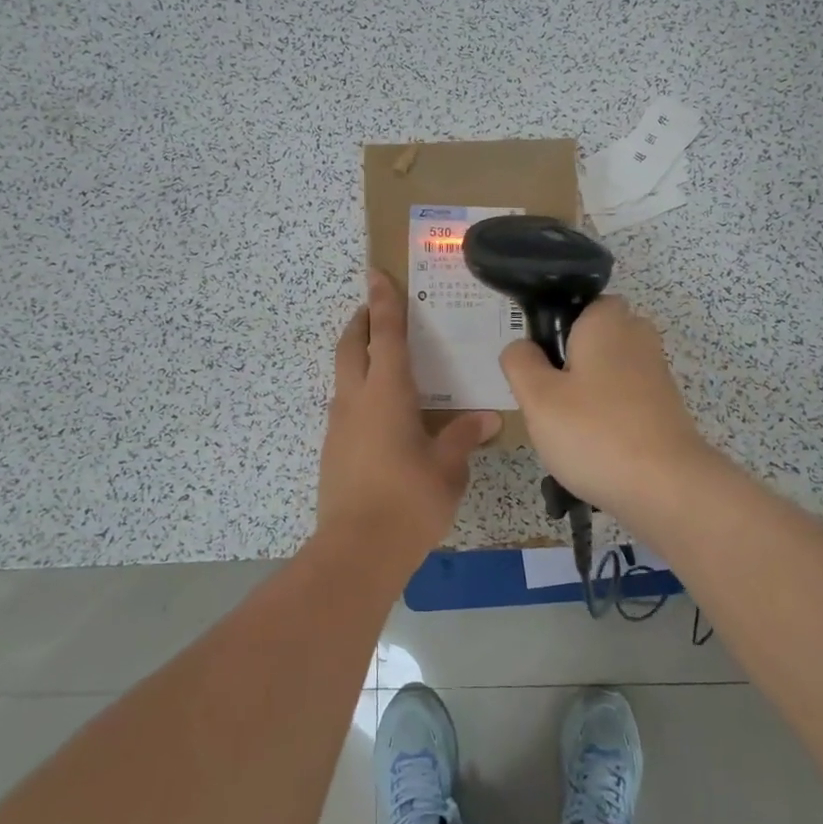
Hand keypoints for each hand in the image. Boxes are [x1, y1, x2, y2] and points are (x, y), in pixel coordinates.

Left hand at [317, 272, 501, 570]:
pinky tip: (383, 414)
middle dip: (361, 321)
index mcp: (387, 393)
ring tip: (384, 359)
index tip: (375, 272)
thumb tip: (488, 418)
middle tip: (375, 309)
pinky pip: (345, 406)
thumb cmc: (409, 500)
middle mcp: (356, 400)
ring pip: (344, 376)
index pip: (386, 334)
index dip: (384, 301)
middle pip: (352, 346)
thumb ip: (463, 437)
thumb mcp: (447, 468)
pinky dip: (360, 392)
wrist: (357, 551)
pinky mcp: (333, 450)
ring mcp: (339, 426)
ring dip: (358, 356)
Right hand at [498, 295, 714, 521]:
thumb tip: (522, 347)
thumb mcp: (537, 396)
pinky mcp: (665, 407)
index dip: (552, 330)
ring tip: (567, 431)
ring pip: (606, 372)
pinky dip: (607, 417)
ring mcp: (655, 373)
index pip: (576, 304)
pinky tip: (594, 448)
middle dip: (568, 365)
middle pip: (590, 340)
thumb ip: (520, 362)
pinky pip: (623, 400)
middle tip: (547, 400)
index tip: (537, 366)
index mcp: (607, 320)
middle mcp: (637, 336)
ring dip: (585, 395)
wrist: (666, 488)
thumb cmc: (594, 432)